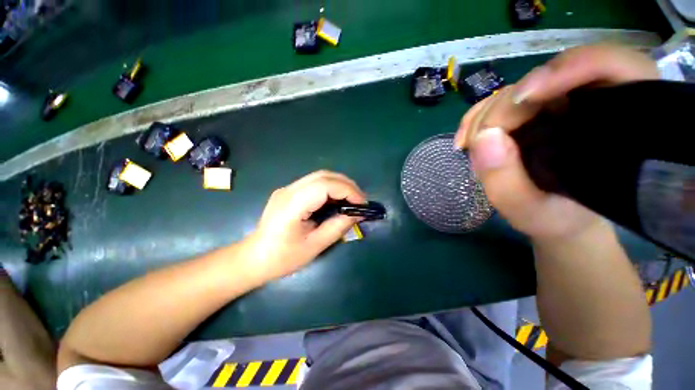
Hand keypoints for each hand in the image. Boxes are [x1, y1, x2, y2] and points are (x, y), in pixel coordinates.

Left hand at [244, 170, 365, 281]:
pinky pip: (314, 183)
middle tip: (360, 200)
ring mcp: (287, 189)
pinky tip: (337, 199)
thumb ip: (337, 227)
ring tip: (352, 199)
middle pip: (324, 175)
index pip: (325, 185)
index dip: (348, 191)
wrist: (254, 257)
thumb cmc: (282, 257)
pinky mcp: (289, 191)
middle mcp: (289, 190)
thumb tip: (357, 214)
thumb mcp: (315, 246)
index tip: (362, 204)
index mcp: (292, 205)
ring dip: (340, 185)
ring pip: (320, 176)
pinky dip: (331, 188)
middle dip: (347, 185)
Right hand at [454, 45, 658, 239]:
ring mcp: (561, 105)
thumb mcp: (530, 211)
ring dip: (486, 114)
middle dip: (503, 108)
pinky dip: (480, 117)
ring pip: (520, 89)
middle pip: (545, 78)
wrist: (562, 218)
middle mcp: (591, 103)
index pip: (607, 66)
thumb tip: (483, 136)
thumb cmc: (557, 218)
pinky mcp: (537, 113)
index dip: (566, 71)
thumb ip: (506, 181)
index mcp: (616, 123)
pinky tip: (469, 138)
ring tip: (468, 144)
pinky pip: (504, 102)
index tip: (523, 100)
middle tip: (476, 142)